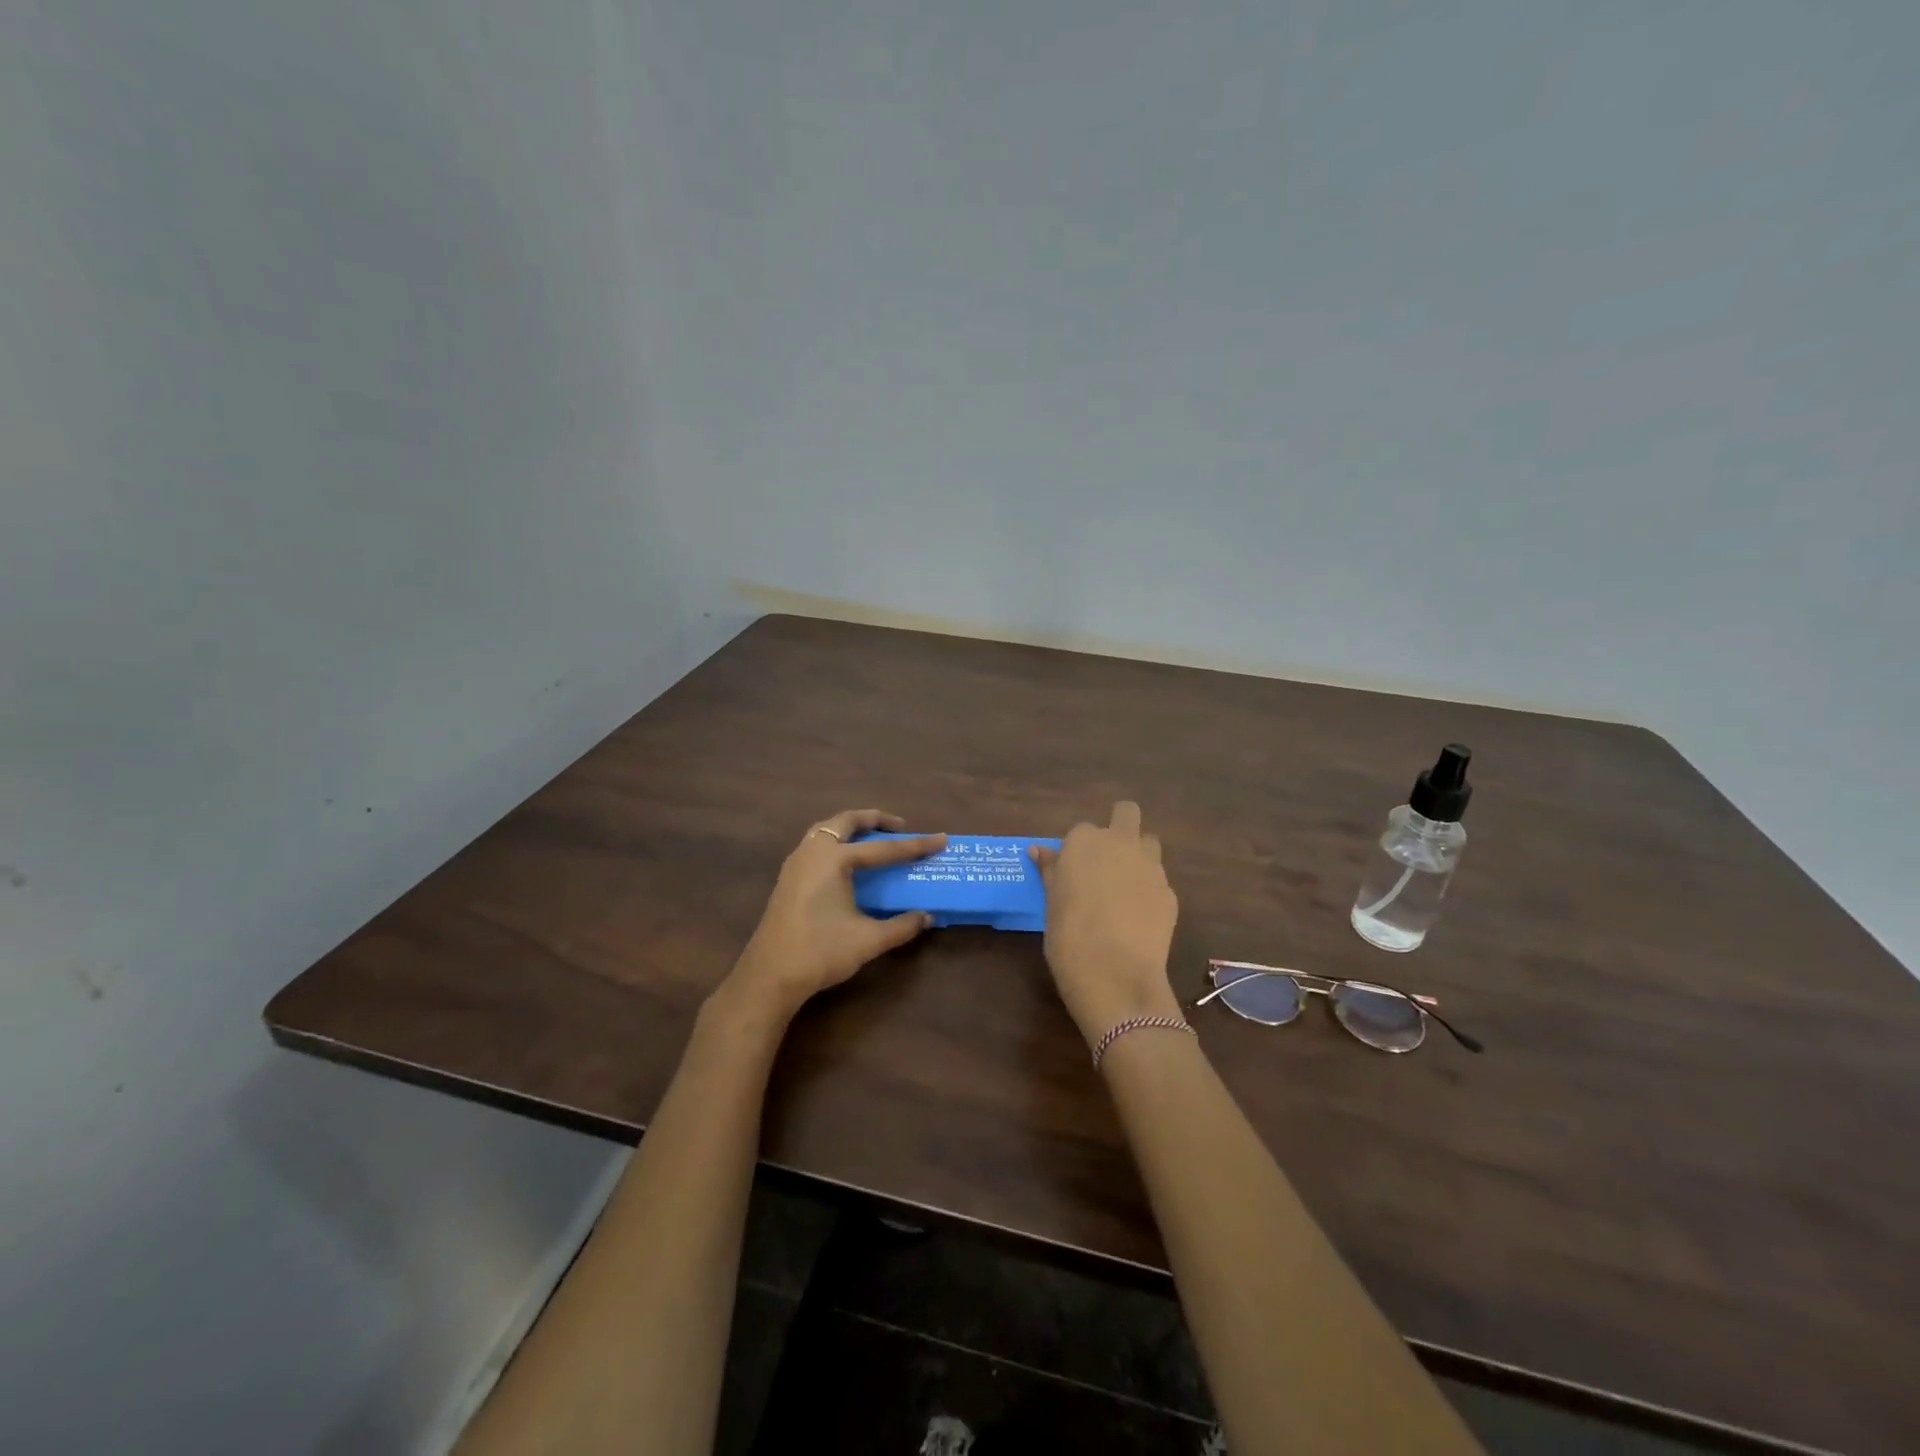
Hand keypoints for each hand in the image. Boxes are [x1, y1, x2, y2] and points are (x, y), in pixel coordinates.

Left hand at [725, 810, 947, 1020]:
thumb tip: (927, 917)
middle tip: (900, 827)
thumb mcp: (868, 940)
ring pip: (826, 830)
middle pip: (846, 821)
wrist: (769, 976)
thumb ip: (902, 926)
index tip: (941, 839)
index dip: (915, 846)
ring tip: (873, 839)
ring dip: (851, 828)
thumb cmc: (820, 952)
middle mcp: (813, 852)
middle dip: (875, 820)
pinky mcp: (788, 878)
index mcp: (834, 859)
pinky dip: (836, 842)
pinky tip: (846, 863)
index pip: (883, 848)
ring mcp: (796, 863)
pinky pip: (816, 845)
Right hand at [1031, 802, 1181, 1047]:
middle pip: (1126, 813)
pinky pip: (1159, 880)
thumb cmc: (1069, 937)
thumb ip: (1051, 872)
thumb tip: (1039, 852)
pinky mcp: (1170, 892)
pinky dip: (1150, 890)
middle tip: (1107, 858)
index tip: (1073, 871)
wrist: (1115, 973)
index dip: (1079, 849)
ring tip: (1125, 885)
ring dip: (1139, 854)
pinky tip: (1139, 917)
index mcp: (1084, 842)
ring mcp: (1150, 866)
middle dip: (1120, 825)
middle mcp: (1120, 843)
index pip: (1082, 830)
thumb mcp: (1051, 903)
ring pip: (1149, 842)